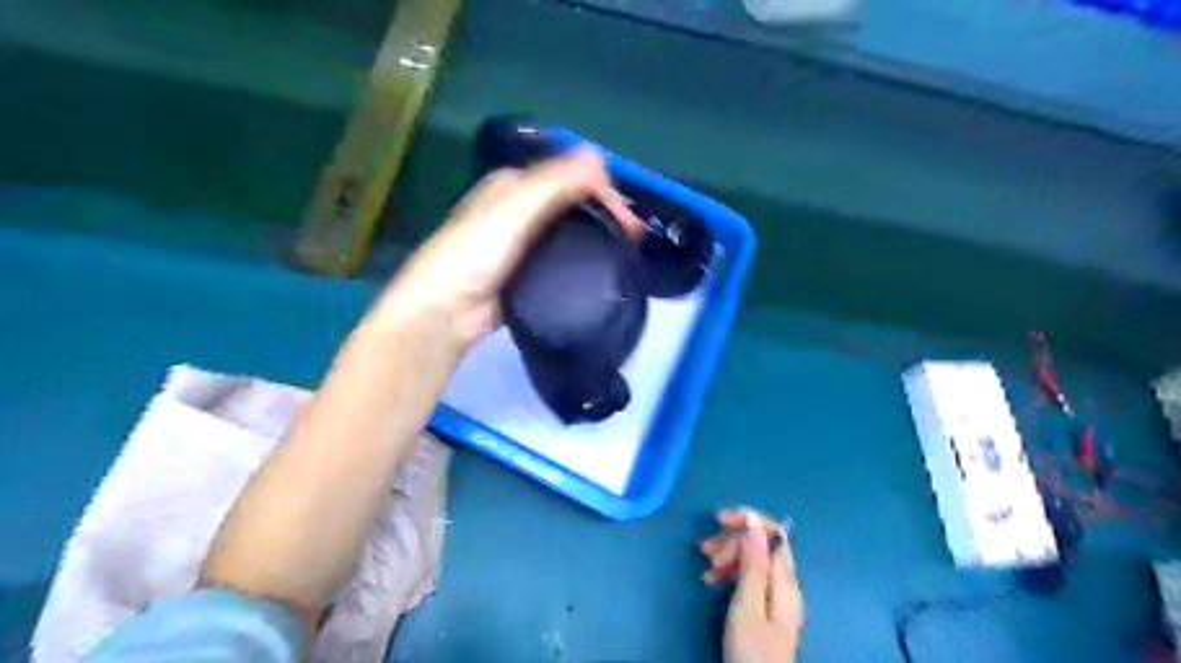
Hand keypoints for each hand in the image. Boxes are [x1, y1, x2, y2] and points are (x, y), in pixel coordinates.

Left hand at [371, 149, 641, 345]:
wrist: (447, 311)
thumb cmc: (477, 253)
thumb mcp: (516, 209)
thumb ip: (557, 182)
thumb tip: (599, 157)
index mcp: (514, 185)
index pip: (570, 175)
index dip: (604, 191)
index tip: (629, 224)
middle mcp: (518, 208)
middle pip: (572, 202)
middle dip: (605, 214)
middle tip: (632, 240)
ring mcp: (522, 243)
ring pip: (568, 231)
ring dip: (596, 237)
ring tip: (623, 256)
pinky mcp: (526, 272)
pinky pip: (560, 259)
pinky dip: (580, 260)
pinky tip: (597, 271)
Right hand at [698, 508, 802, 662]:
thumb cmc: (750, 650)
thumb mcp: (747, 603)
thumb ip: (753, 562)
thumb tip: (754, 520)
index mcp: (784, 580)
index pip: (773, 532)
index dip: (747, 519)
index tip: (718, 520)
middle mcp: (784, 583)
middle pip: (761, 543)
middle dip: (732, 540)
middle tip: (705, 550)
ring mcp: (776, 595)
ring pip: (753, 559)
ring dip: (728, 556)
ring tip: (705, 567)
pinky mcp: (765, 607)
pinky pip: (749, 576)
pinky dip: (730, 573)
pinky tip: (712, 580)